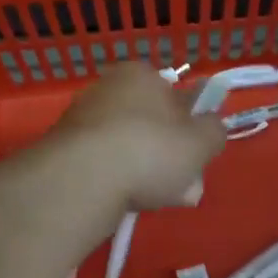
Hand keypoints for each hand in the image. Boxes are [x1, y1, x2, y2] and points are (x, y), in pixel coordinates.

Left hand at [54, 63, 226, 209]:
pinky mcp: (64, 150)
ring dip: (143, 173)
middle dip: (167, 156)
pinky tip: (125, 203)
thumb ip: (214, 131)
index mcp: (140, 74)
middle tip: (181, 185)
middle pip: (149, 125)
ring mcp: (81, 119)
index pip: (172, 95)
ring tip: (154, 199)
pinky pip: (102, 165)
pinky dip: (116, 181)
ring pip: (127, 148)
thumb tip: (210, 127)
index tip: (194, 154)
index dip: (188, 126)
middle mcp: (106, 88)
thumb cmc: (150, 150)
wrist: (82, 179)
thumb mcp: (201, 142)